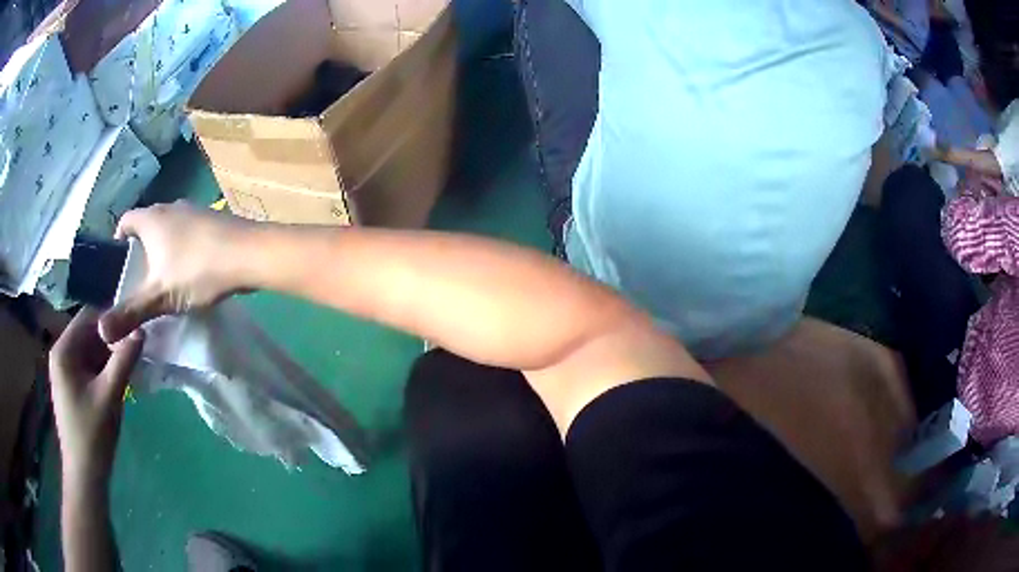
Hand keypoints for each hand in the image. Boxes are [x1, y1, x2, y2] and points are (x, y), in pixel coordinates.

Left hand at [50, 310, 142, 486]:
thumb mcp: (110, 395)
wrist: (85, 474)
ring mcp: (64, 370)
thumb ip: (124, 360)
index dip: (112, 322)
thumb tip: (141, 331)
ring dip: (108, 357)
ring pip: (89, 349)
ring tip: (127, 370)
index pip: (88, 317)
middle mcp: (60, 353)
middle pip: (88, 333)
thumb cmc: (93, 434)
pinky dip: (102, 369)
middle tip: (133, 355)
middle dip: (111, 342)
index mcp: (63, 350)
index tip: (133, 334)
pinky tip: (116, 382)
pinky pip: (87, 365)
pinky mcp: (70, 384)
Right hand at [99, 201, 253, 343]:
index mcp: (152, 219)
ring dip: (163, 249)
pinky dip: (183, 249)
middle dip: (140, 249)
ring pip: (169, 228)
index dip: (118, 239)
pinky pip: (189, 234)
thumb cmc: (197, 270)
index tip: (118, 265)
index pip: (125, 220)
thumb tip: (100, 332)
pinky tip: (191, 272)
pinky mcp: (214, 221)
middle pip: (147, 224)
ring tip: (163, 278)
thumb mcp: (159, 297)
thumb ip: (129, 313)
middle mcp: (171, 207)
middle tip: (139, 279)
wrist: (250, 253)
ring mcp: (195, 211)